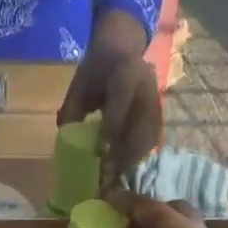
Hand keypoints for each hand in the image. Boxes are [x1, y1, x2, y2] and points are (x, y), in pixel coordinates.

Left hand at [58, 8, 161, 186]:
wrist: (122, 49)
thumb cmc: (96, 69)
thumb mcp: (79, 84)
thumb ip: (72, 110)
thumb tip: (67, 143)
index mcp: (125, 73)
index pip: (121, 101)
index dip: (112, 127)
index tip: (100, 151)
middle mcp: (146, 88)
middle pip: (140, 126)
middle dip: (123, 154)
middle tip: (106, 176)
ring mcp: (156, 102)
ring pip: (149, 137)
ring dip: (132, 160)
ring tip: (114, 178)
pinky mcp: (160, 114)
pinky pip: (152, 140)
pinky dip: (138, 156)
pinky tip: (124, 169)